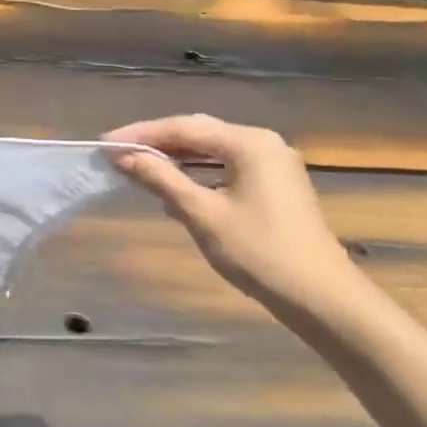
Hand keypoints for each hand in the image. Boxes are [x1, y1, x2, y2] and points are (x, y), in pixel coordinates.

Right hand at [105, 115, 366, 314]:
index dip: (140, 134)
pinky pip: (225, 165)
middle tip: (116, 152)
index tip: (104, 144)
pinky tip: (174, 184)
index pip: (183, 128)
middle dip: (156, 141)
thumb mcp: (201, 213)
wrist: (322, 299)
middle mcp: (263, 143)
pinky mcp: (275, 185)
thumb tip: (123, 157)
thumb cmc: (259, 252)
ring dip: (174, 157)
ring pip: (211, 149)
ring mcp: (273, 164)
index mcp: (248, 143)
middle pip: (198, 133)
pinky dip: (196, 171)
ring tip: (137, 165)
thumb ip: (161, 179)